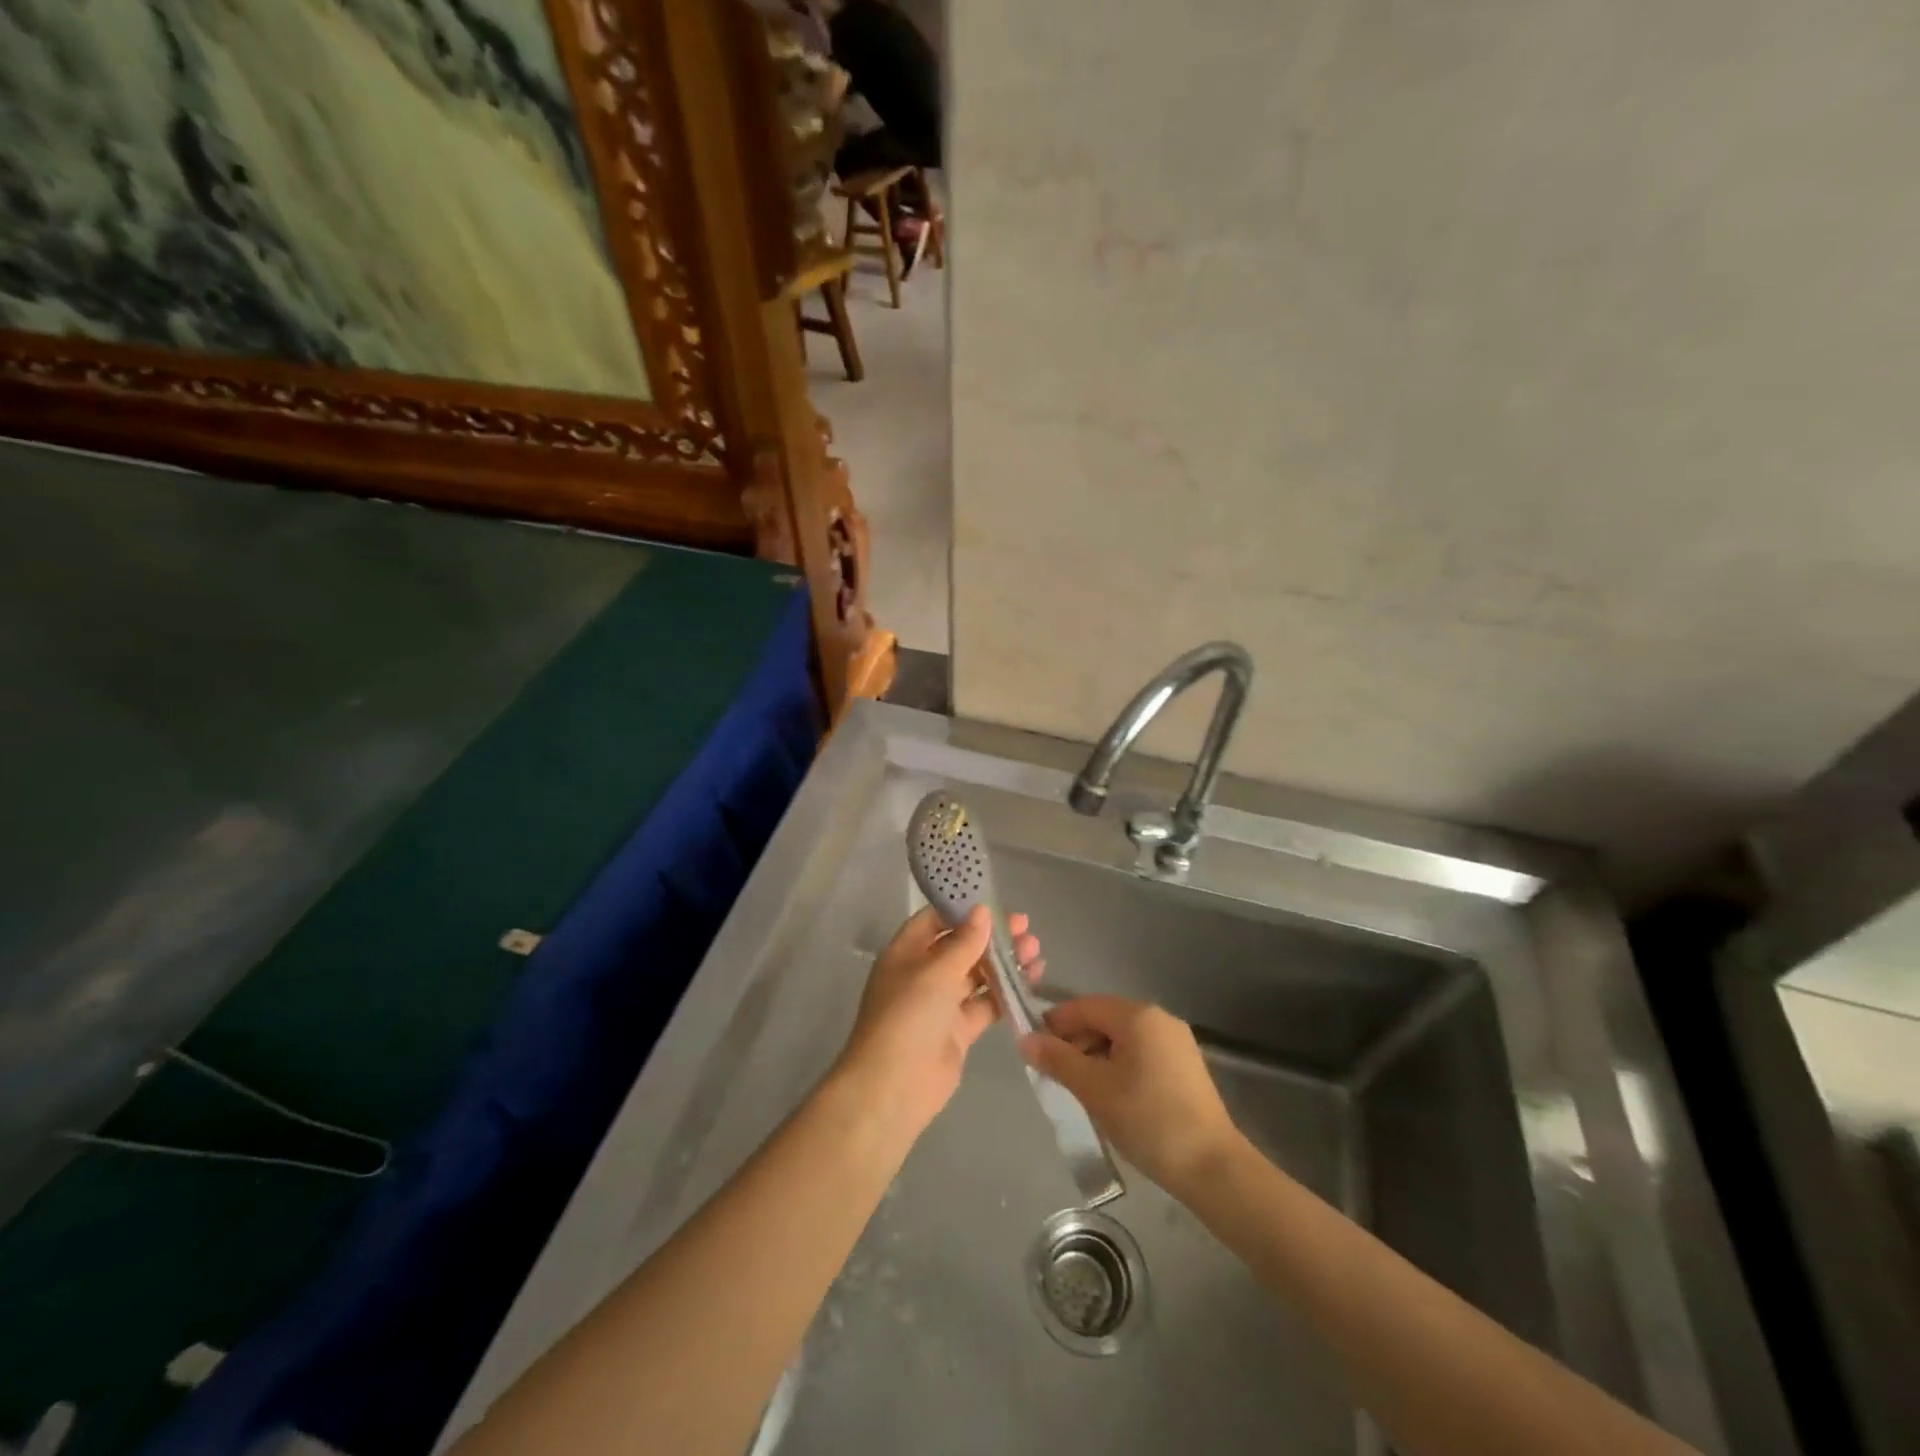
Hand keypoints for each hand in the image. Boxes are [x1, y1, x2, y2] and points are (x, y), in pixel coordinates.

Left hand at [835, 906, 1044, 1137]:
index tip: (994, 902)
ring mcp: (940, 1003)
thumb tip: (981, 911)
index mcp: (905, 953)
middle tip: (1024, 927)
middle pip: (960, 946)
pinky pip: (985, 1004)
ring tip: (1035, 950)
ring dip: (1003, 962)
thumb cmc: (908, 1016)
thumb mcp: (936, 972)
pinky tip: (1031, 979)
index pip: (934, 920)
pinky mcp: (958, 1030)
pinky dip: (1006, 992)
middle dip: (990, 936)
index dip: (962, 910)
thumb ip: (964, 942)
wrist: (894, 1086)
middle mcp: (922, 974)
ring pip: (976, 975)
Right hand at [1019, 996, 1240, 1196]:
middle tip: (1054, 1075)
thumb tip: (1024, 1039)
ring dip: (1095, 1057)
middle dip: (1075, 1042)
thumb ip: (1058, 1060)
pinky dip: (1118, 1066)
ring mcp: (1176, 1042)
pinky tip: (1110, 1096)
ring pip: (1122, 1038)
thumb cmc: (1148, 1120)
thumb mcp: (1094, 1089)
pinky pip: (1140, 1054)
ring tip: (1079, 1090)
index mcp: (1138, 1015)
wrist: (1213, 1168)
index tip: (1033, 1050)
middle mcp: (1159, 1019)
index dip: (1055, 1024)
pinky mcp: (1184, 1067)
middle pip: (1104, 1019)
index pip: (1084, 1006)